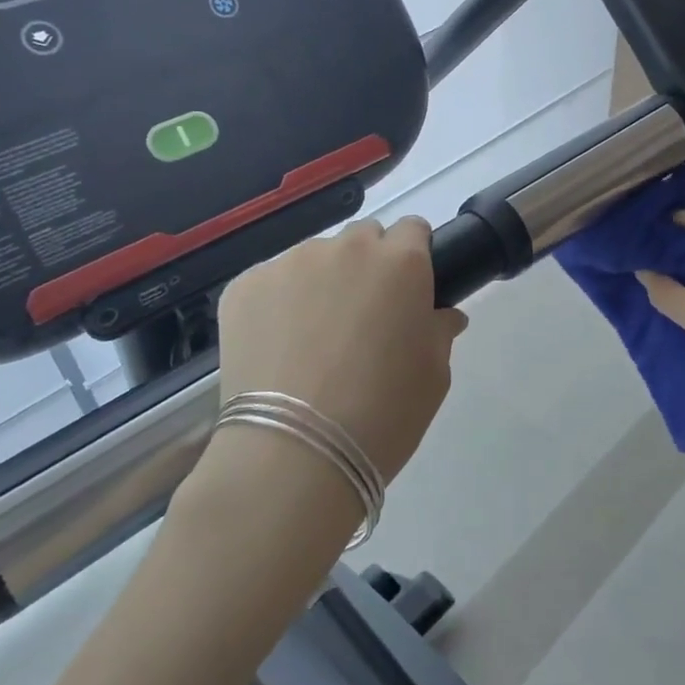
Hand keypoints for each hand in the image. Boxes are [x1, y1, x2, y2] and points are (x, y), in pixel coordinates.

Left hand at [214, 216, 467, 481]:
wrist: (294, 454)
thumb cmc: (383, 413)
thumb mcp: (434, 375)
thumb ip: (440, 330)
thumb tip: (440, 315)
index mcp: (401, 261)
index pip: (413, 230)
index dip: (413, 257)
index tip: (408, 290)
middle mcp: (346, 248)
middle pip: (363, 238)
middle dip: (368, 265)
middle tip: (363, 316)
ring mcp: (289, 263)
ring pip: (315, 259)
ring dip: (322, 283)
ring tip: (313, 338)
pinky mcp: (244, 286)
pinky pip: (272, 282)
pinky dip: (279, 304)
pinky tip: (278, 348)